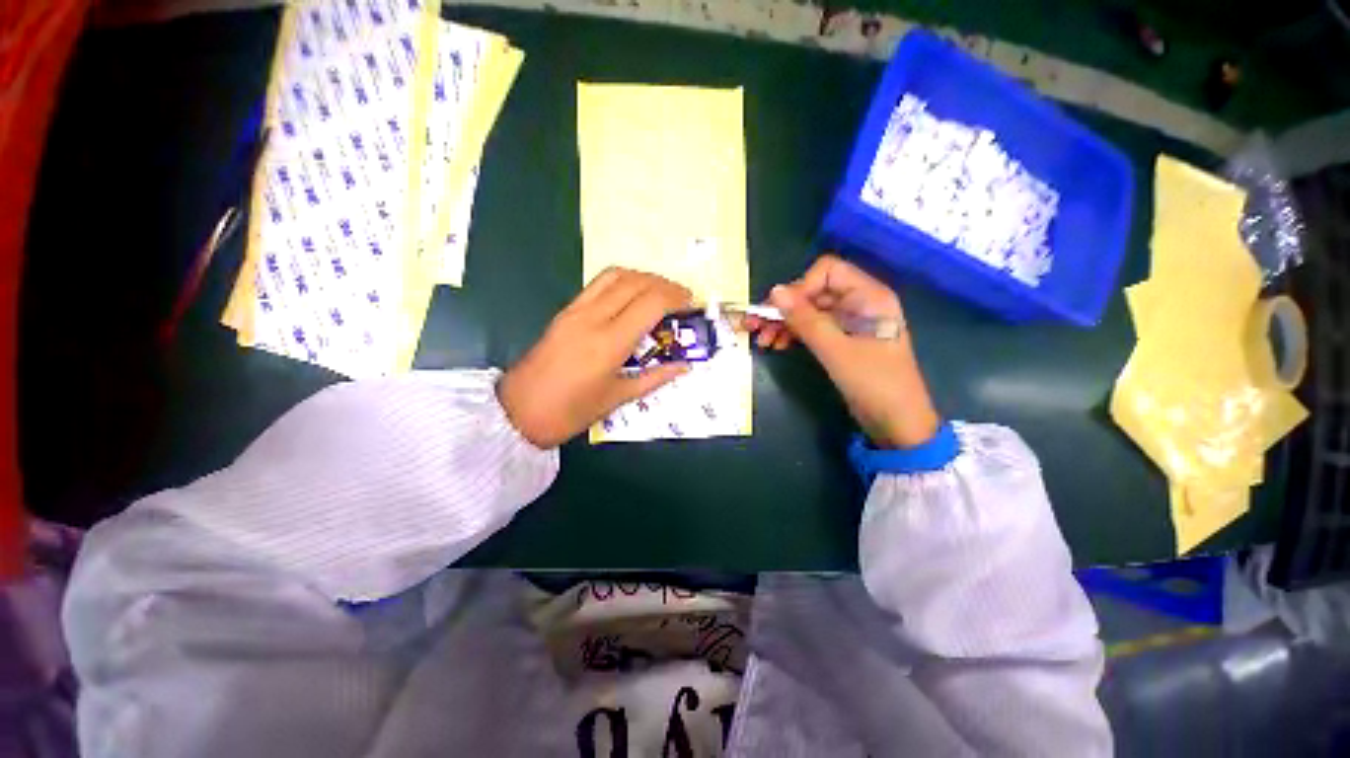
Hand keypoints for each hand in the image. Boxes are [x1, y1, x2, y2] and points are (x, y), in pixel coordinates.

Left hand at [498, 268, 692, 447]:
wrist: (518, 411)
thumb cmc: (571, 412)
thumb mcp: (618, 398)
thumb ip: (655, 378)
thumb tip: (684, 366)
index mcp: (610, 343)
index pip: (651, 303)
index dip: (676, 297)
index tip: (691, 303)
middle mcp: (593, 318)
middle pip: (636, 282)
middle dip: (665, 284)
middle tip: (682, 297)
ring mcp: (576, 310)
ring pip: (615, 275)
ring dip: (643, 277)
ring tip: (660, 292)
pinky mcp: (565, 310)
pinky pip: (598, 283)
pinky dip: (622, 281)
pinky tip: (632, 295)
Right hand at [748, 254, 939, 448]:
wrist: (897, 423)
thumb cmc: (874, 383)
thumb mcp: (836, 350)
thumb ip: (805, 320)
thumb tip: (775, 291)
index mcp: (868, 296)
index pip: (827, 272)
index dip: (800, 287)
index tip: (780, 311)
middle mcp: (859, 303)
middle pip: (814, 292)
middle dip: (784, 308)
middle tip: (756, 326)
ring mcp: (850, 323)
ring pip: (810, 311)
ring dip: (784, 322)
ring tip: (763, 340)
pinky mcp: (842, 340)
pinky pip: (813, 328)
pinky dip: (794, 334)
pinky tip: (777, 345)